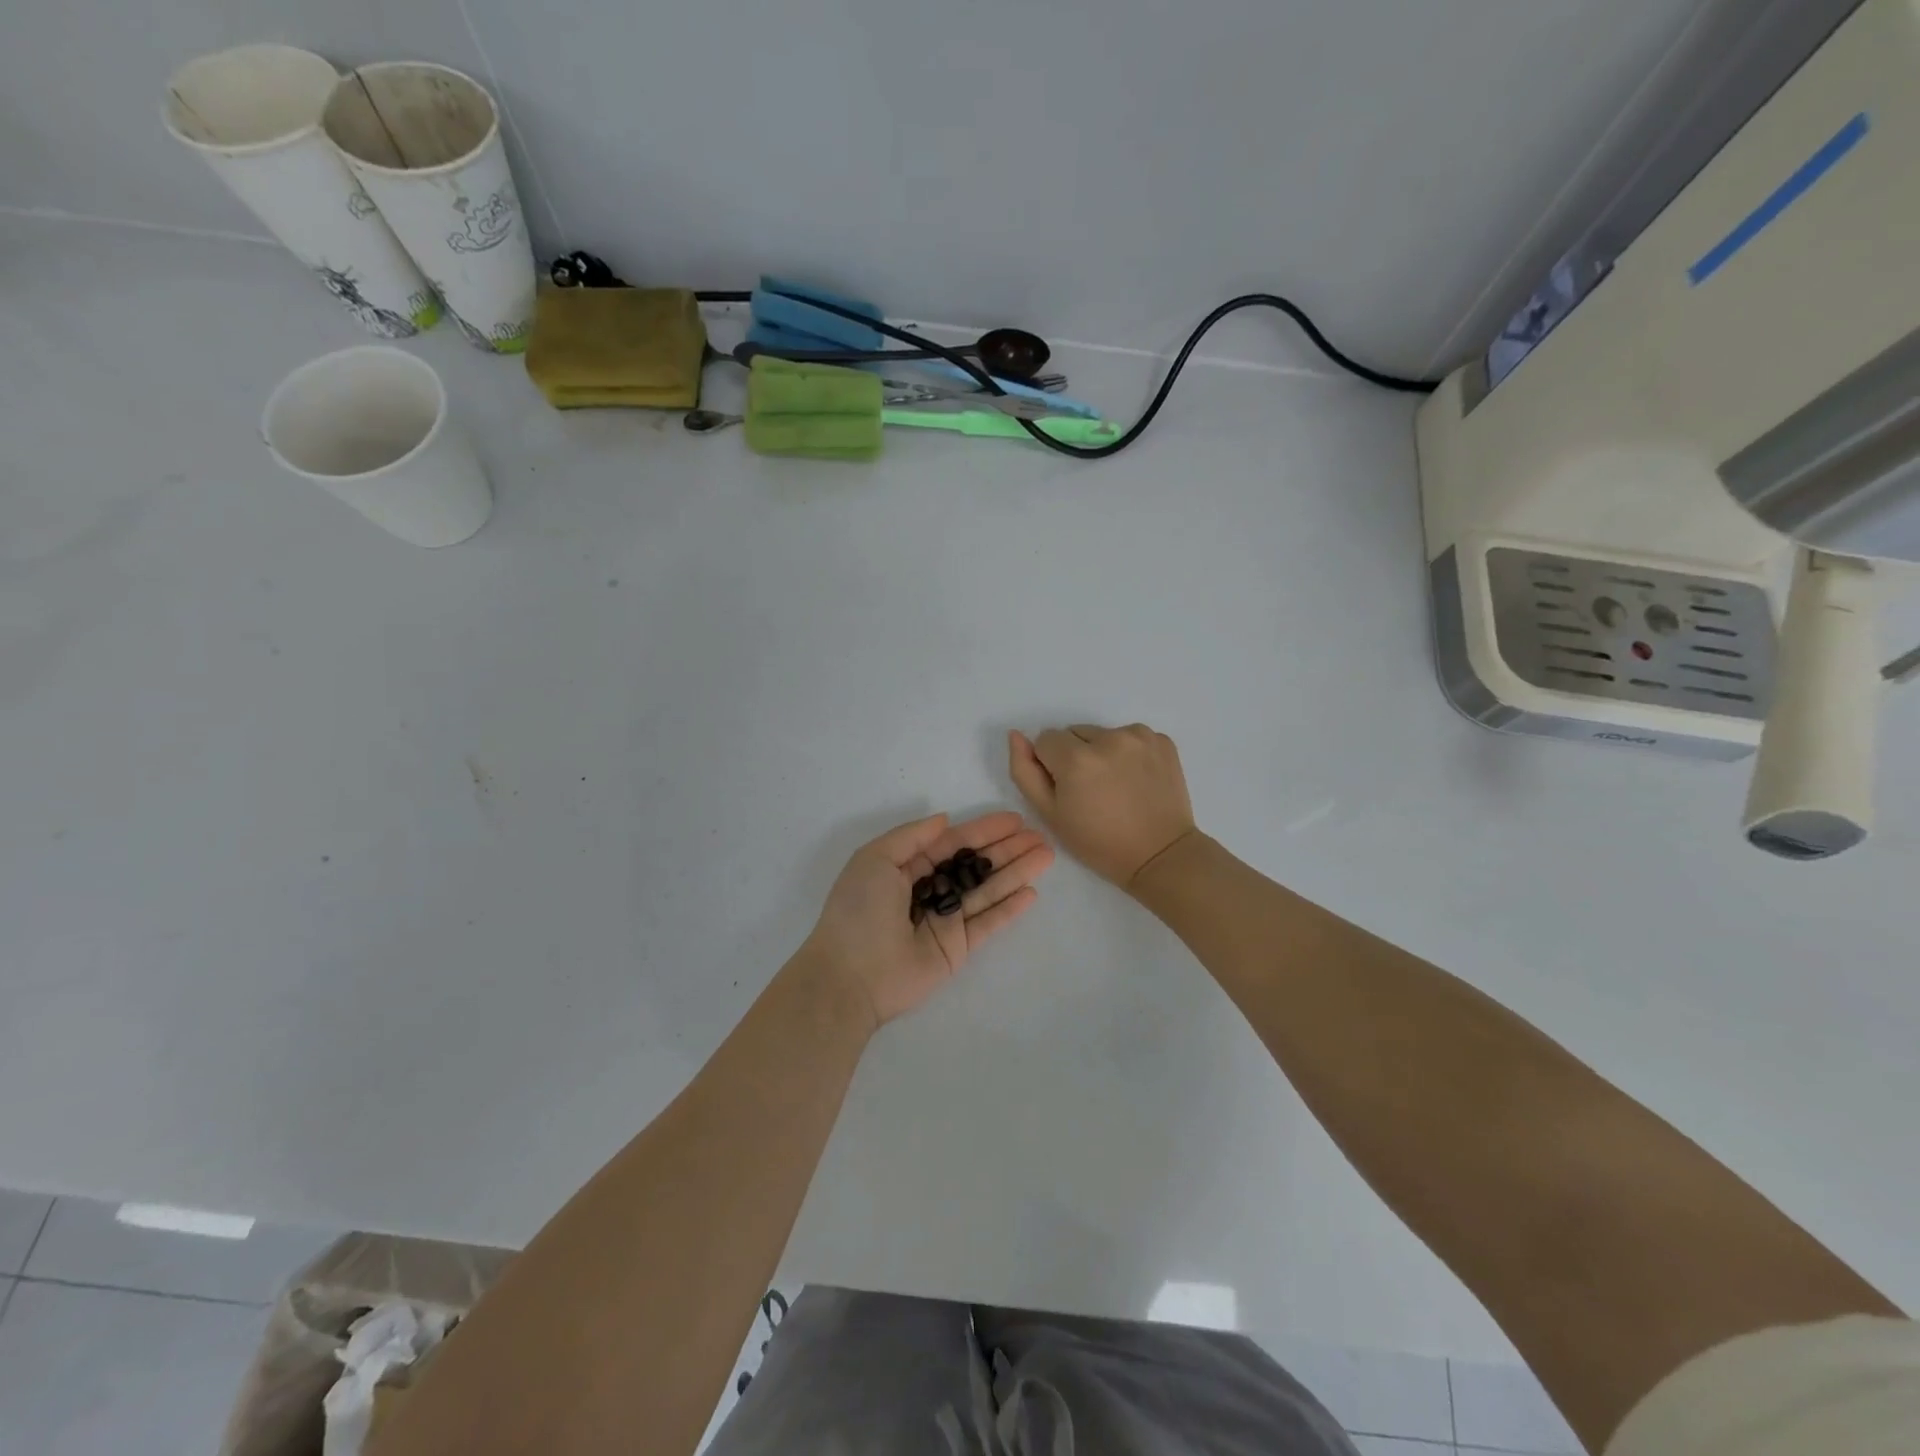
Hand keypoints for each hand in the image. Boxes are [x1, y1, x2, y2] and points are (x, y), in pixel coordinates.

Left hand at [803, 811, 1054, 1029]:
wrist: (850, 977)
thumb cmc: (858, 911)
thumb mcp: (875, 859)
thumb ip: (912, 837)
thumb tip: (945, 820)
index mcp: (906, 868)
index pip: (952, 844)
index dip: (983, 831)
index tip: (1014, 820)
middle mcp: (928, 891)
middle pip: (975, 865)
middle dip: (1006, 849)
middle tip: (1039, 836)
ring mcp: (944, 921)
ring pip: (986, 891)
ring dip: (1015, 873)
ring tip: (1045, 856)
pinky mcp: (956, 949)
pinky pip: (987, 924)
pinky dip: (1009, 909)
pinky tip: (1031, 893)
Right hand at [1008, 724, 1196, 889]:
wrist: (1160, 855)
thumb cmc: (1098, 842)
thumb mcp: (1050, 814)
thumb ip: (1024, 771)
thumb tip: (1016, 735)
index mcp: (1076, 758)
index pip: (1045, 740)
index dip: (1050, 765)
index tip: (1067, 790)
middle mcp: (1108, 738)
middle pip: (1074, 733)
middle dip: (1076, 755)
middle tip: (1091, 790)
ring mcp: (1139, 736)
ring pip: (1103, 734)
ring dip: (1102, 752)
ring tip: (1115, 786)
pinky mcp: (1162, 740)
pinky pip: (1131, 736)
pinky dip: (1129, 752)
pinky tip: (1136, 780)